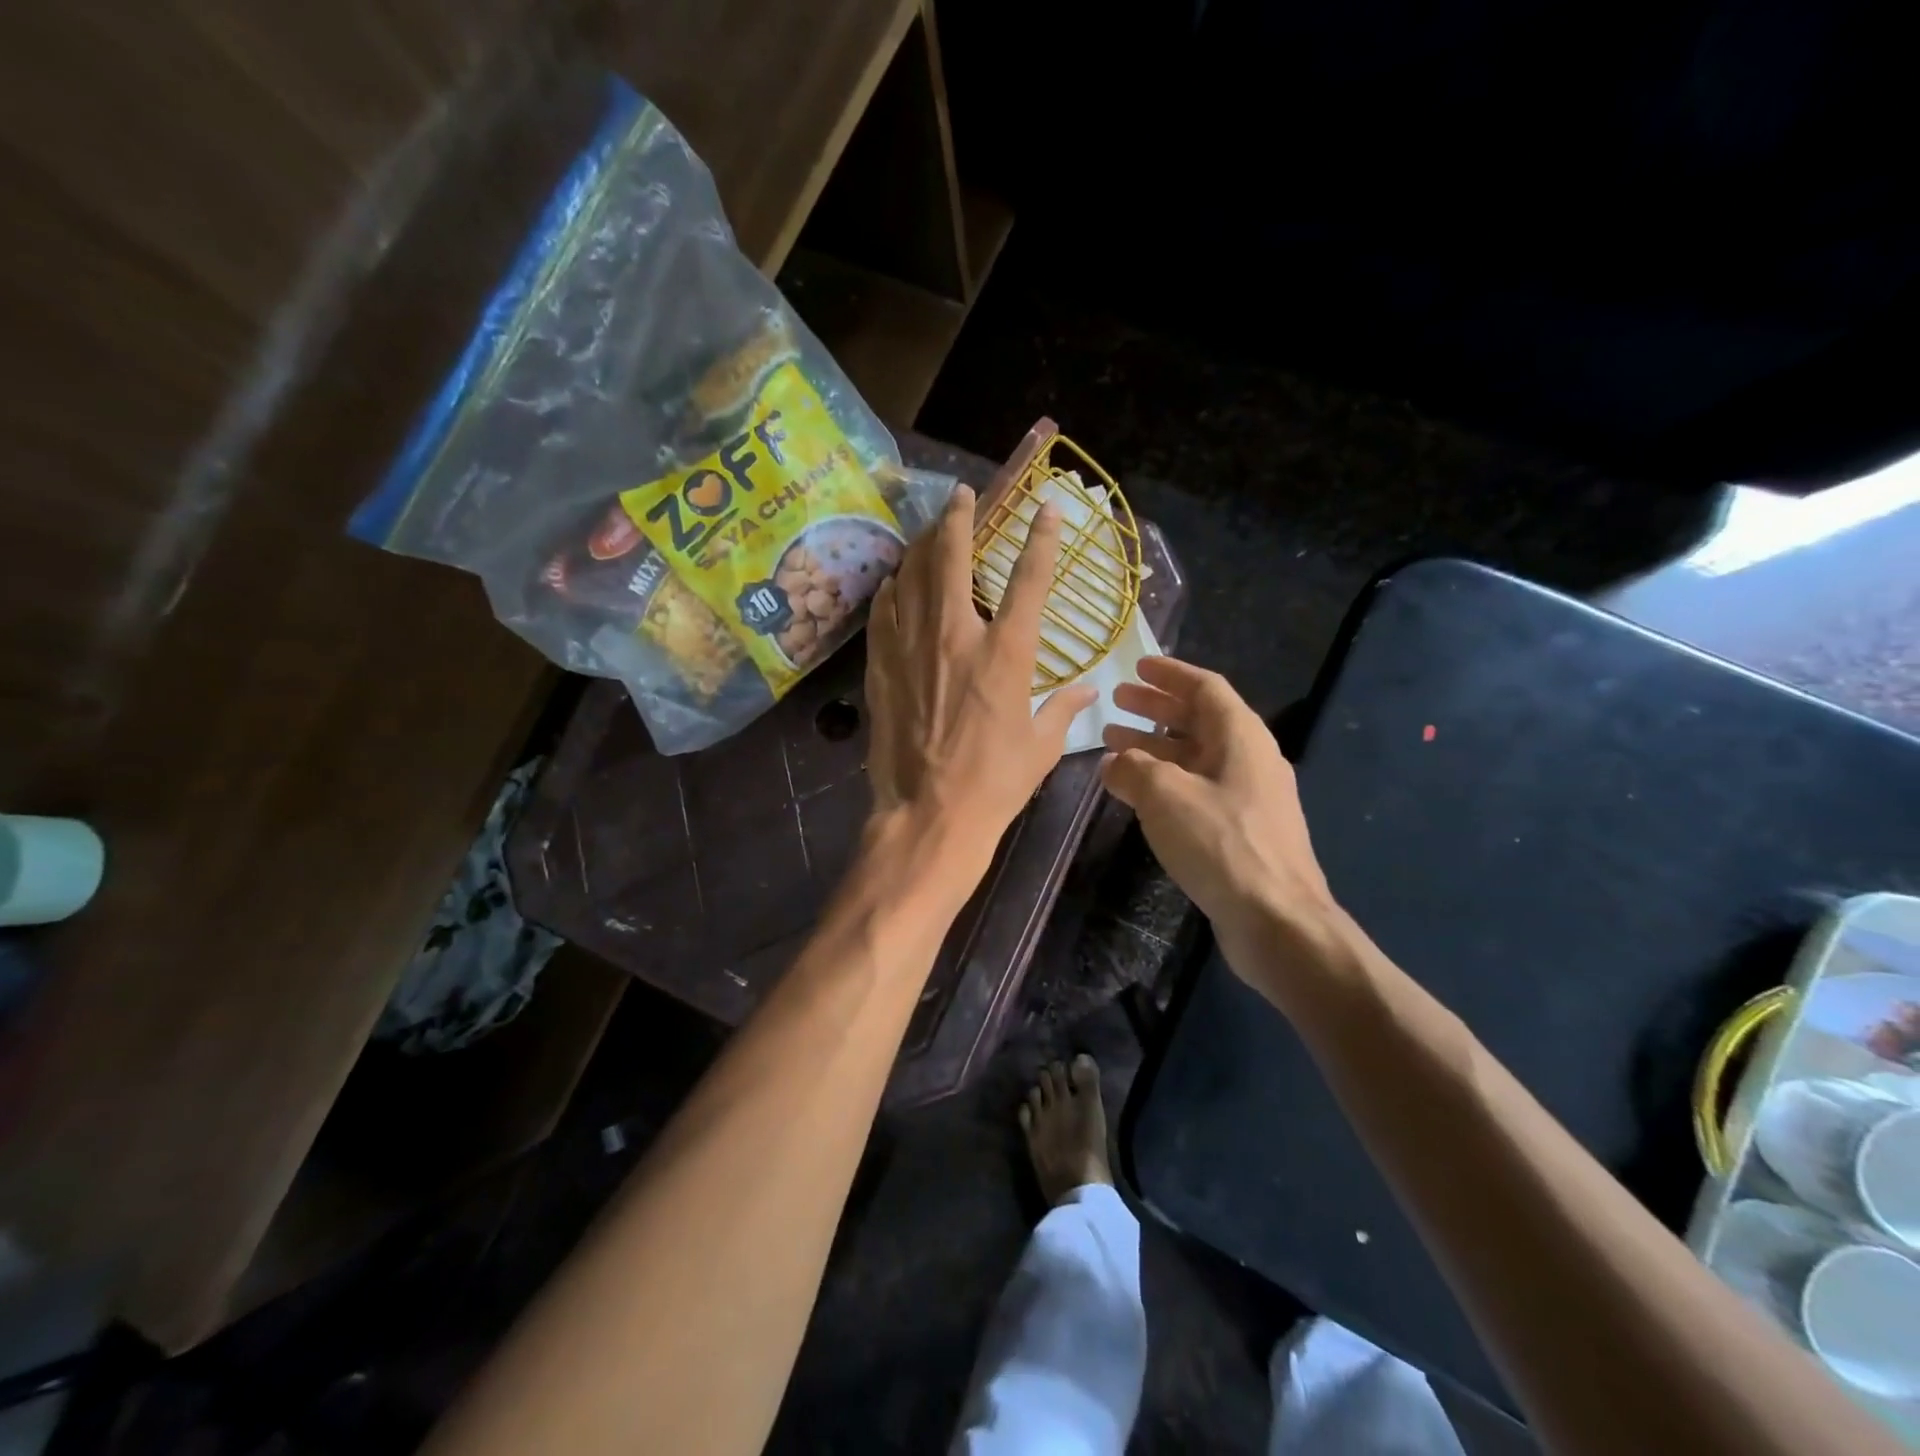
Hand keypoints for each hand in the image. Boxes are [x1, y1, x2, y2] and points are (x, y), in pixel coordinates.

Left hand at [865, 484, 1097, 870]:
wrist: (930, 814)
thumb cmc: (995, 783)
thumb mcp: (1041, 746)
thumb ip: (1063, 708)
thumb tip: (1089, 689)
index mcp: (1006, 653)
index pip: (1029, 580)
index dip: (1041, 538)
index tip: (1047, 508)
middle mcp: (956, 636)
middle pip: (953, 558)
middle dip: (959, 518)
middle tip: (960, 495)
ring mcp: (912, 648)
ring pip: (911, 577)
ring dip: (921, 546)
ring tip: (926, 530)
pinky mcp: (882, 668)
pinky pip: (883, 613)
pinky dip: (890, 590)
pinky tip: (893, 582)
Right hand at [1100, 657, 1341, 992]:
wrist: (1276, 920)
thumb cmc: (1220, 843)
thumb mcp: (1165, 794)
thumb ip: (1132, 768)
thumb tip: (1114, 762)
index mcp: (1241, 736)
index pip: (1205, 688)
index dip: (1169, 674)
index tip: (1136, 668)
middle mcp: (1249, 759)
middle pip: (1199, 720)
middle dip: (1156, 709)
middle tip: (1117, 703)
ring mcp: (1249, 798)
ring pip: (1196, 757)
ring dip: (1155, 747)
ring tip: (1113, 745)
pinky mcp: (1242, 832)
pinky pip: (1198, 790)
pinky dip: (1165, 782)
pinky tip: (1137, 795)